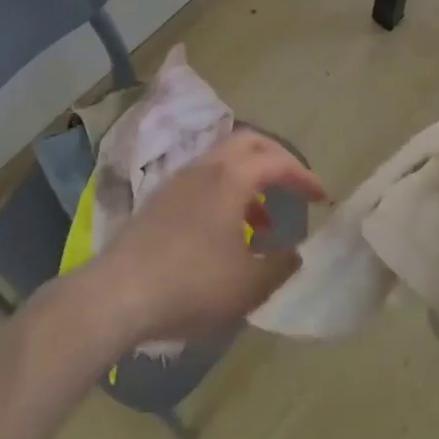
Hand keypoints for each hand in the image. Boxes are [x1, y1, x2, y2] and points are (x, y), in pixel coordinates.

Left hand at [89, 130, 326, 348]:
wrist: (116, 295)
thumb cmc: (191, 284)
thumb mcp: (248, 285)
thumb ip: (280, 265)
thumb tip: (294, 252)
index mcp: (231, 177)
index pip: (277, 161)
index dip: (304, 176)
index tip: (322, 197)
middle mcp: (205, 167)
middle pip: (249, 143)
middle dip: (277, 160)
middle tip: (295, 185)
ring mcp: (177, 181)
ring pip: (223, 161)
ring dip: (250, 180)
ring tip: (262, 222)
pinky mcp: (159, 200)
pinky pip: (204, 180)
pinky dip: (226, 193)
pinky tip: (226, 232)